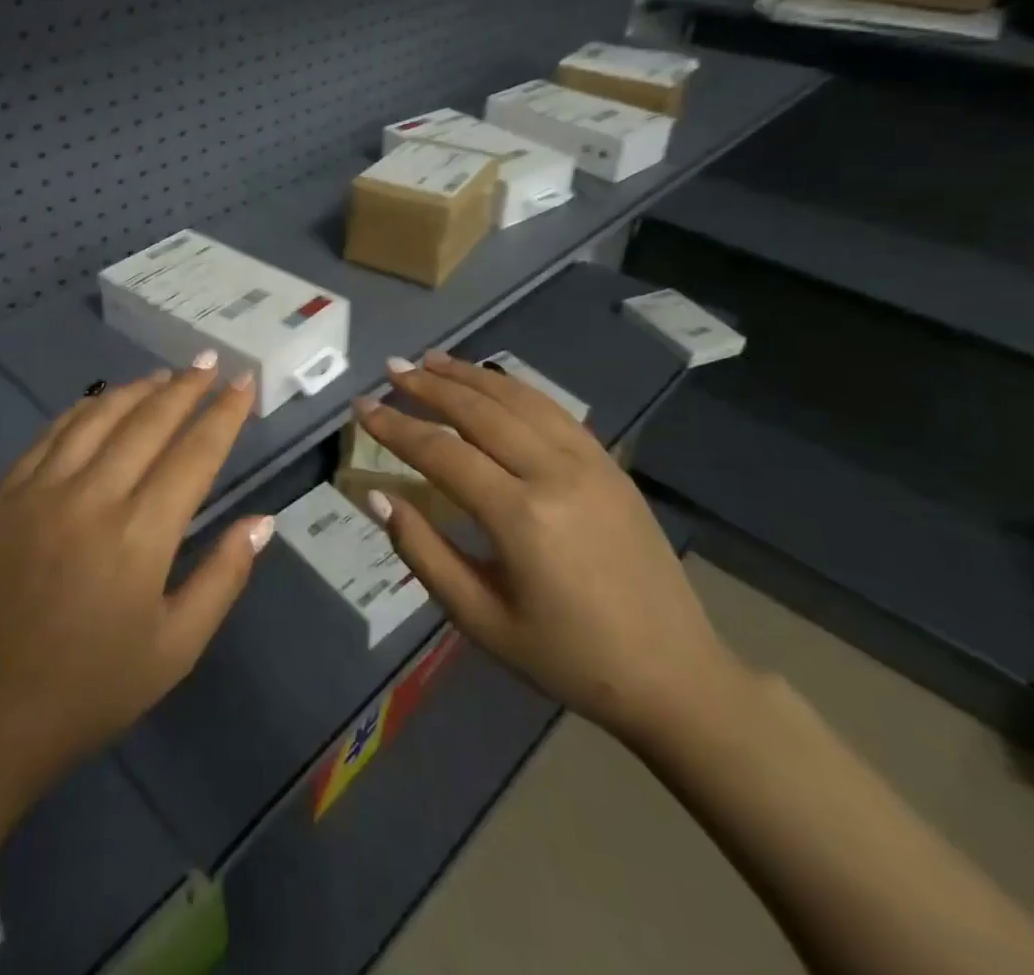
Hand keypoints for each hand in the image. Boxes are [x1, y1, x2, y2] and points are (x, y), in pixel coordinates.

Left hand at [0, 358, 271, 799]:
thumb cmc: (89, 691)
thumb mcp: (174, 649)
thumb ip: (223, 577)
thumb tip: (263, 521)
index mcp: (141, 534)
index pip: (195, 453)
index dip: (224, 413)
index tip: (245, 382)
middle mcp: (91, 496)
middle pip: (149, 421)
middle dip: (186, 388)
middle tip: (209, 363)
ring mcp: (39, 490)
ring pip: (97, 416)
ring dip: (137, 390)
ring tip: (164, 376)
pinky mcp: (1, 496)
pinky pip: (50, 435)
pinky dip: (83, 410)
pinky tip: (99, 403)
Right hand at [353, 350, 741, 744]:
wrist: (672, 673)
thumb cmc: (566, 656)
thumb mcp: (481, 619)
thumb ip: (423, 552)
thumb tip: (378, 496)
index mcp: (520, 517)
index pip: (442, 451)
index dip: (396, 427)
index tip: (362, 407)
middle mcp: (554, 473)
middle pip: (479, 410)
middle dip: (428, 385)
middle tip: (390, 368)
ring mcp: (589, 462)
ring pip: (517, 399)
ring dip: (469, 375)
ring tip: (430, 359)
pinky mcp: (610, 463)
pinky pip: (553, 410)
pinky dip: (513, 388)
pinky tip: (490, 382)